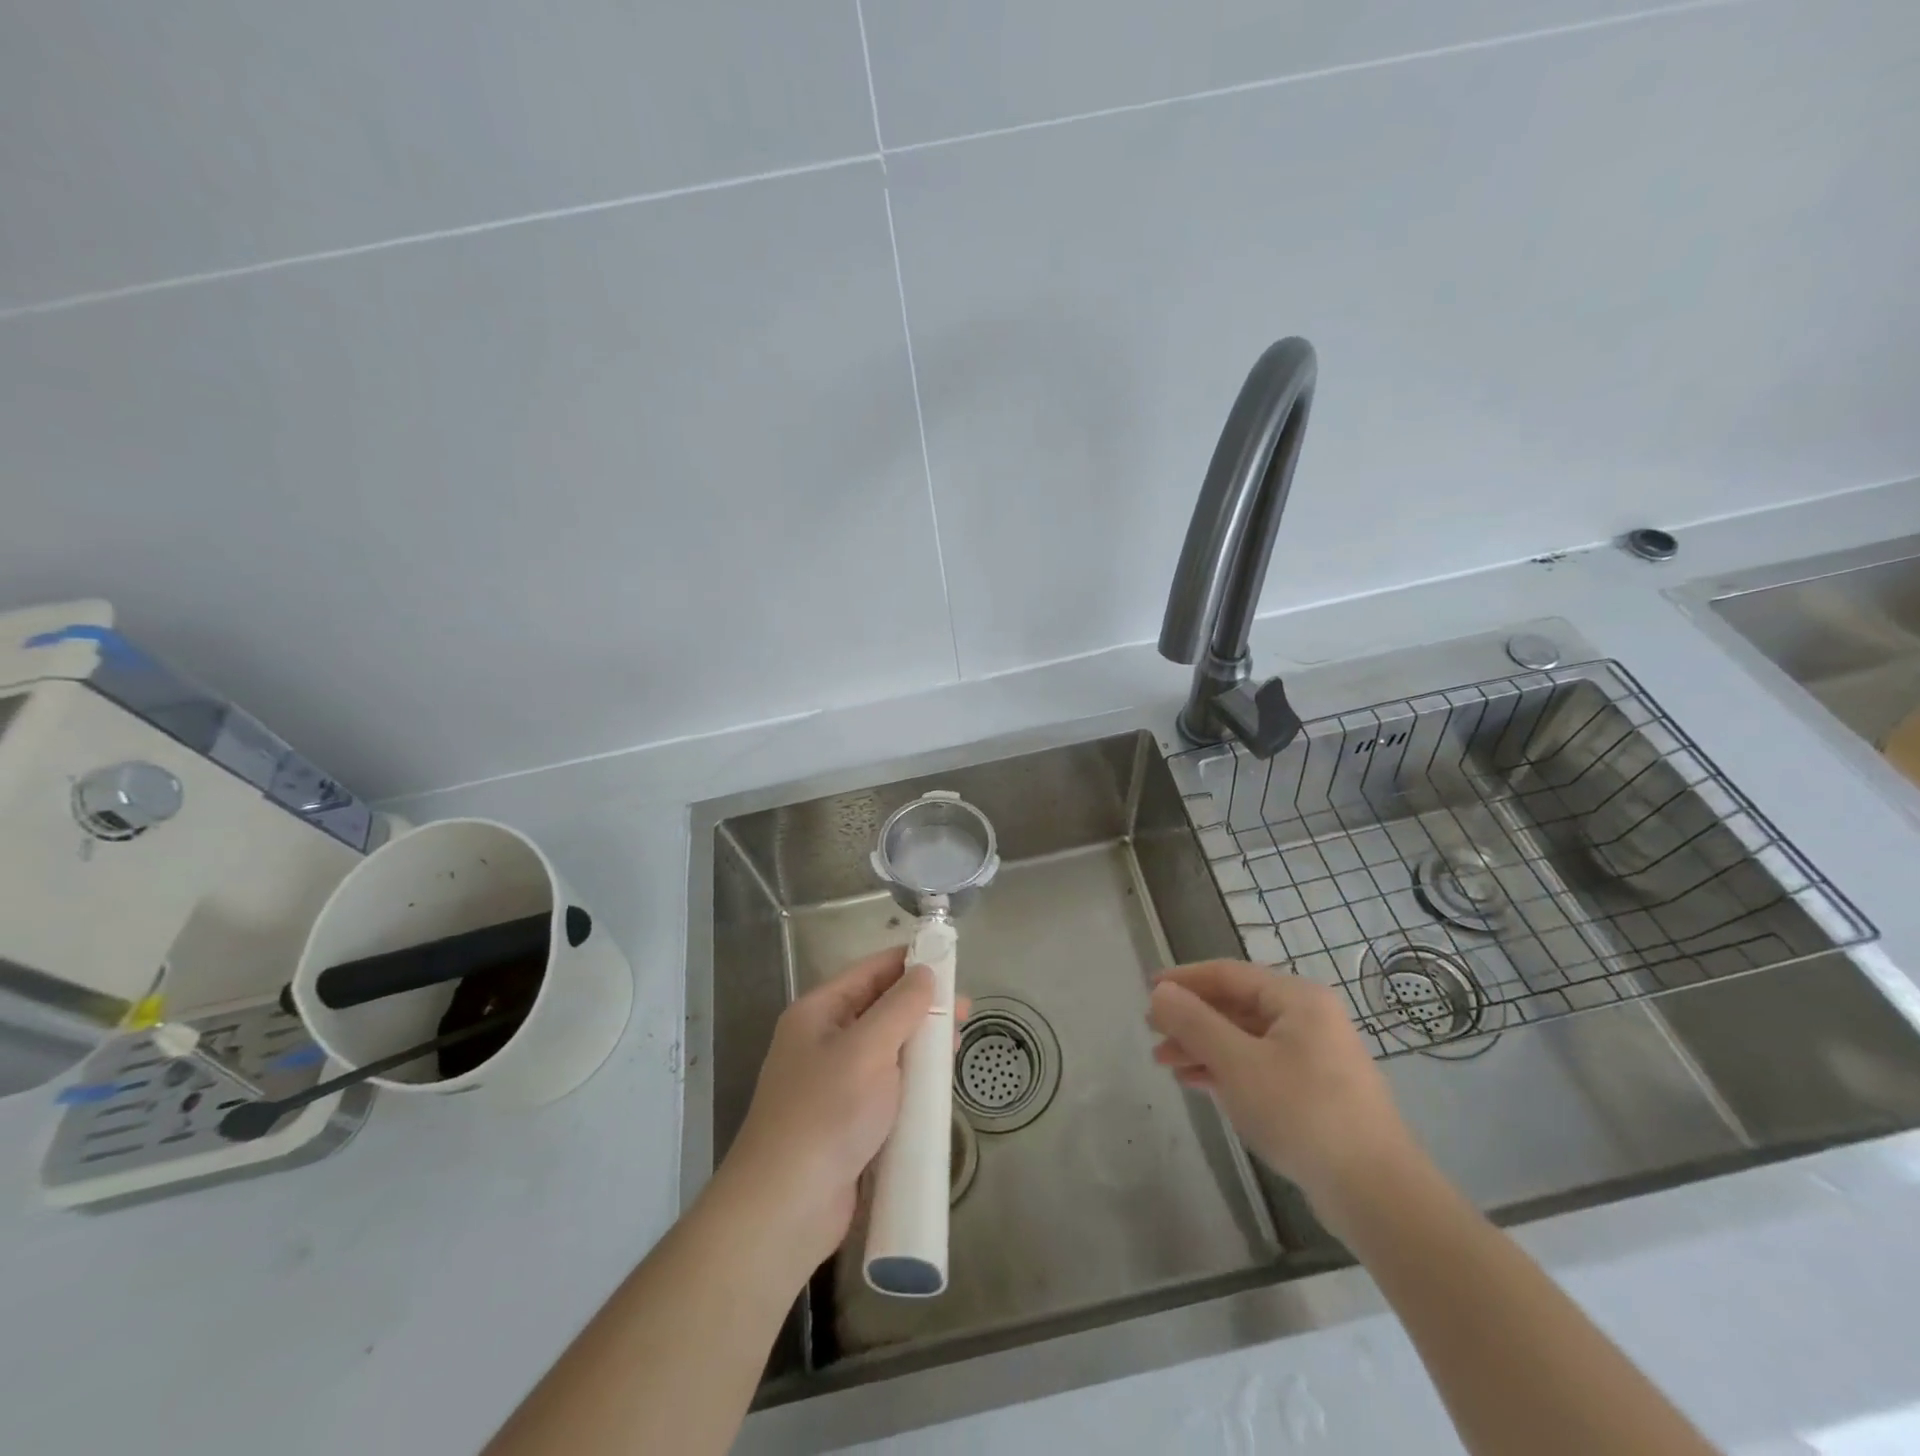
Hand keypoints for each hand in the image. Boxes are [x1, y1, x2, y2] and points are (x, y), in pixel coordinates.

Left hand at [719, 946, 965, 1275]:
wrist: (785, 1209)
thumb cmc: (826, 1114)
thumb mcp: (867, 1049)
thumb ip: (900, 1007)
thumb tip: (925, 973)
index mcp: (818, 1012)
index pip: (869, 971)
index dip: (909, 962)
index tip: (951, 961)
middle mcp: (823, 1040)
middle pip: (880, 1009)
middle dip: (921, 1008)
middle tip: (964, 1013)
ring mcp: (835, 1082)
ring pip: (887, 1049)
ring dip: (920, 1046)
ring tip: (956, 1048)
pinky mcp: (848, 1120)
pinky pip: (886, 1086)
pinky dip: (912, 1082)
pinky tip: (937, 1088)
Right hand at [1148, 961, 1423, 1234]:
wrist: (1377, 1194)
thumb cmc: (1302, 1113)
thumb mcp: (1238, 1063)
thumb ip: (1194, 1023)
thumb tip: (1160, 992)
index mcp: (1297, 999)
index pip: (1228, 973)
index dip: (1184, 979)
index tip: (1147, 990)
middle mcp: (1308, 1018)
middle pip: (1236, 1005)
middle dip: (1191, 1019)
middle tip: (1153, 1034)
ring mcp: (1315, 1056)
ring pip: (1245, 1038)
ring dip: (1203, 1046)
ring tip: (1165, 1064)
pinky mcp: (1315, 1091)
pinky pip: (1259, 1065)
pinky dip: (1226, 1069)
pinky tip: (1197, 1083)